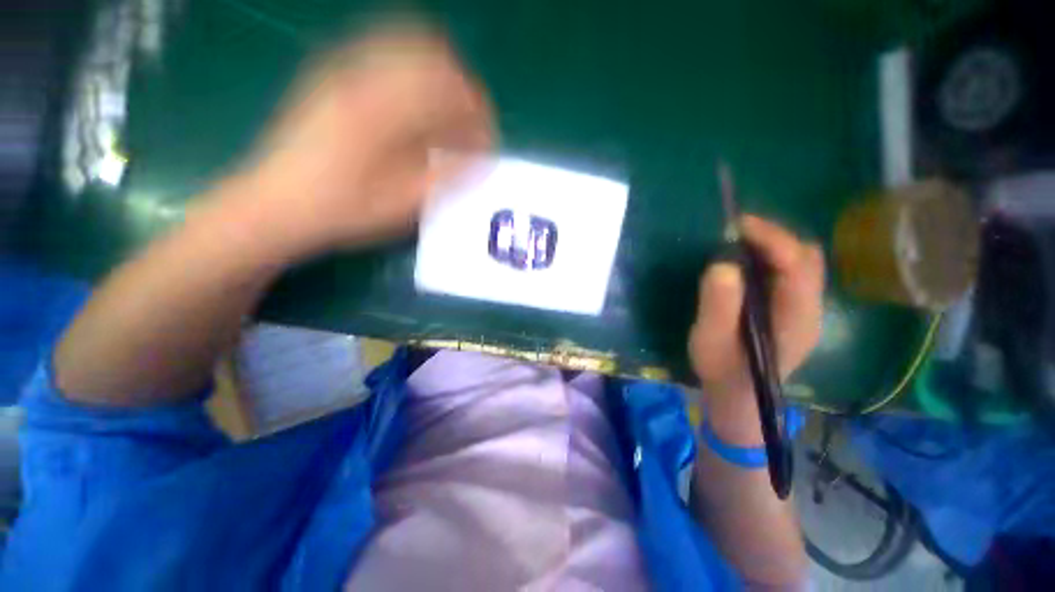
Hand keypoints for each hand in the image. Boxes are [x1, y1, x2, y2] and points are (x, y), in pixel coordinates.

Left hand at [227, 24, 493, 254]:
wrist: (276, 203)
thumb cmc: (343, 210)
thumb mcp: (403, 203)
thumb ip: (448, 176)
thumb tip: (482, 159)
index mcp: (381, 110)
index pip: (449, 89)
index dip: (478, 112)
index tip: (488, 136)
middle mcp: (362, 76)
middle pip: (433, 55)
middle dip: (463, 89)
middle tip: (472, 123)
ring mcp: (343, 69)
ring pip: (409, 45)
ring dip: (440, 76)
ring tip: (449, 113)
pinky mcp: (333, 74)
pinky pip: (384, 52)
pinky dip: (413, 71)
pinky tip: (417, 103)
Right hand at [688, 215, 824, 443]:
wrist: (737, 397)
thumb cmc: (722, 371)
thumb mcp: (710, 340)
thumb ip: (718, 306)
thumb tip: (722, 263)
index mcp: (796, 319)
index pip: (798, 266)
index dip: (773, 239)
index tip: (738, 225)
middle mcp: (810, 309)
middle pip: (807, 258)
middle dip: (774, 236)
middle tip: (735, 231)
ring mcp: (804, 309)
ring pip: (802, 262)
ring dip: (774, 244)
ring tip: (739, 241)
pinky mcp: (793, 309)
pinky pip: (790, 272)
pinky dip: (771, 257)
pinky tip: (747, 261)